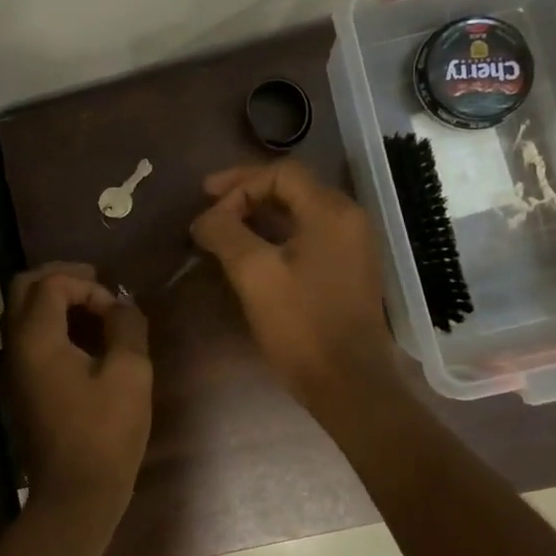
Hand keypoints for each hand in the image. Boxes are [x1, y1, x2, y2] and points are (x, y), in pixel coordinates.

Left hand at [3, 263, 151, 516]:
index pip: (52, 284)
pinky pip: (27, 336)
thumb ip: (126, 327)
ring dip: (55, 300)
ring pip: (22, 311)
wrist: (75, 494)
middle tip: (97, 284)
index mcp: (36, 338)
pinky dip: (50, 322)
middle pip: (24, 288)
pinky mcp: (19, 384)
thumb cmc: (105, 433)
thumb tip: (121, 305)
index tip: (116, 310)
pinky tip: (82, 336)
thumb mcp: (130, 374)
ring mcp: (12, 366)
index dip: (88, 287)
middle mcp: (14, 345)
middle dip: (61, 278)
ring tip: (94, 308)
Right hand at [189, 161, 397, 410]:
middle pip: (291, 188)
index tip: (206, 205)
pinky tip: (248, 252)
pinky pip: (306, 236)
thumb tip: (205, 218)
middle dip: (246, 194)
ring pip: (297, 212)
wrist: (348, 382)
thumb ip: (225, 233)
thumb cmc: (302, 325)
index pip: (281, 173)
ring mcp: (350, 245)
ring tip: (222, 229)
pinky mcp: (345, 270)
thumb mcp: (254, 274)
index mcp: (331, 212)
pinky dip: (274, 235)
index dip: (239, 183)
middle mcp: (347, 219)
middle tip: (209, 207)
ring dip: (257, 215)